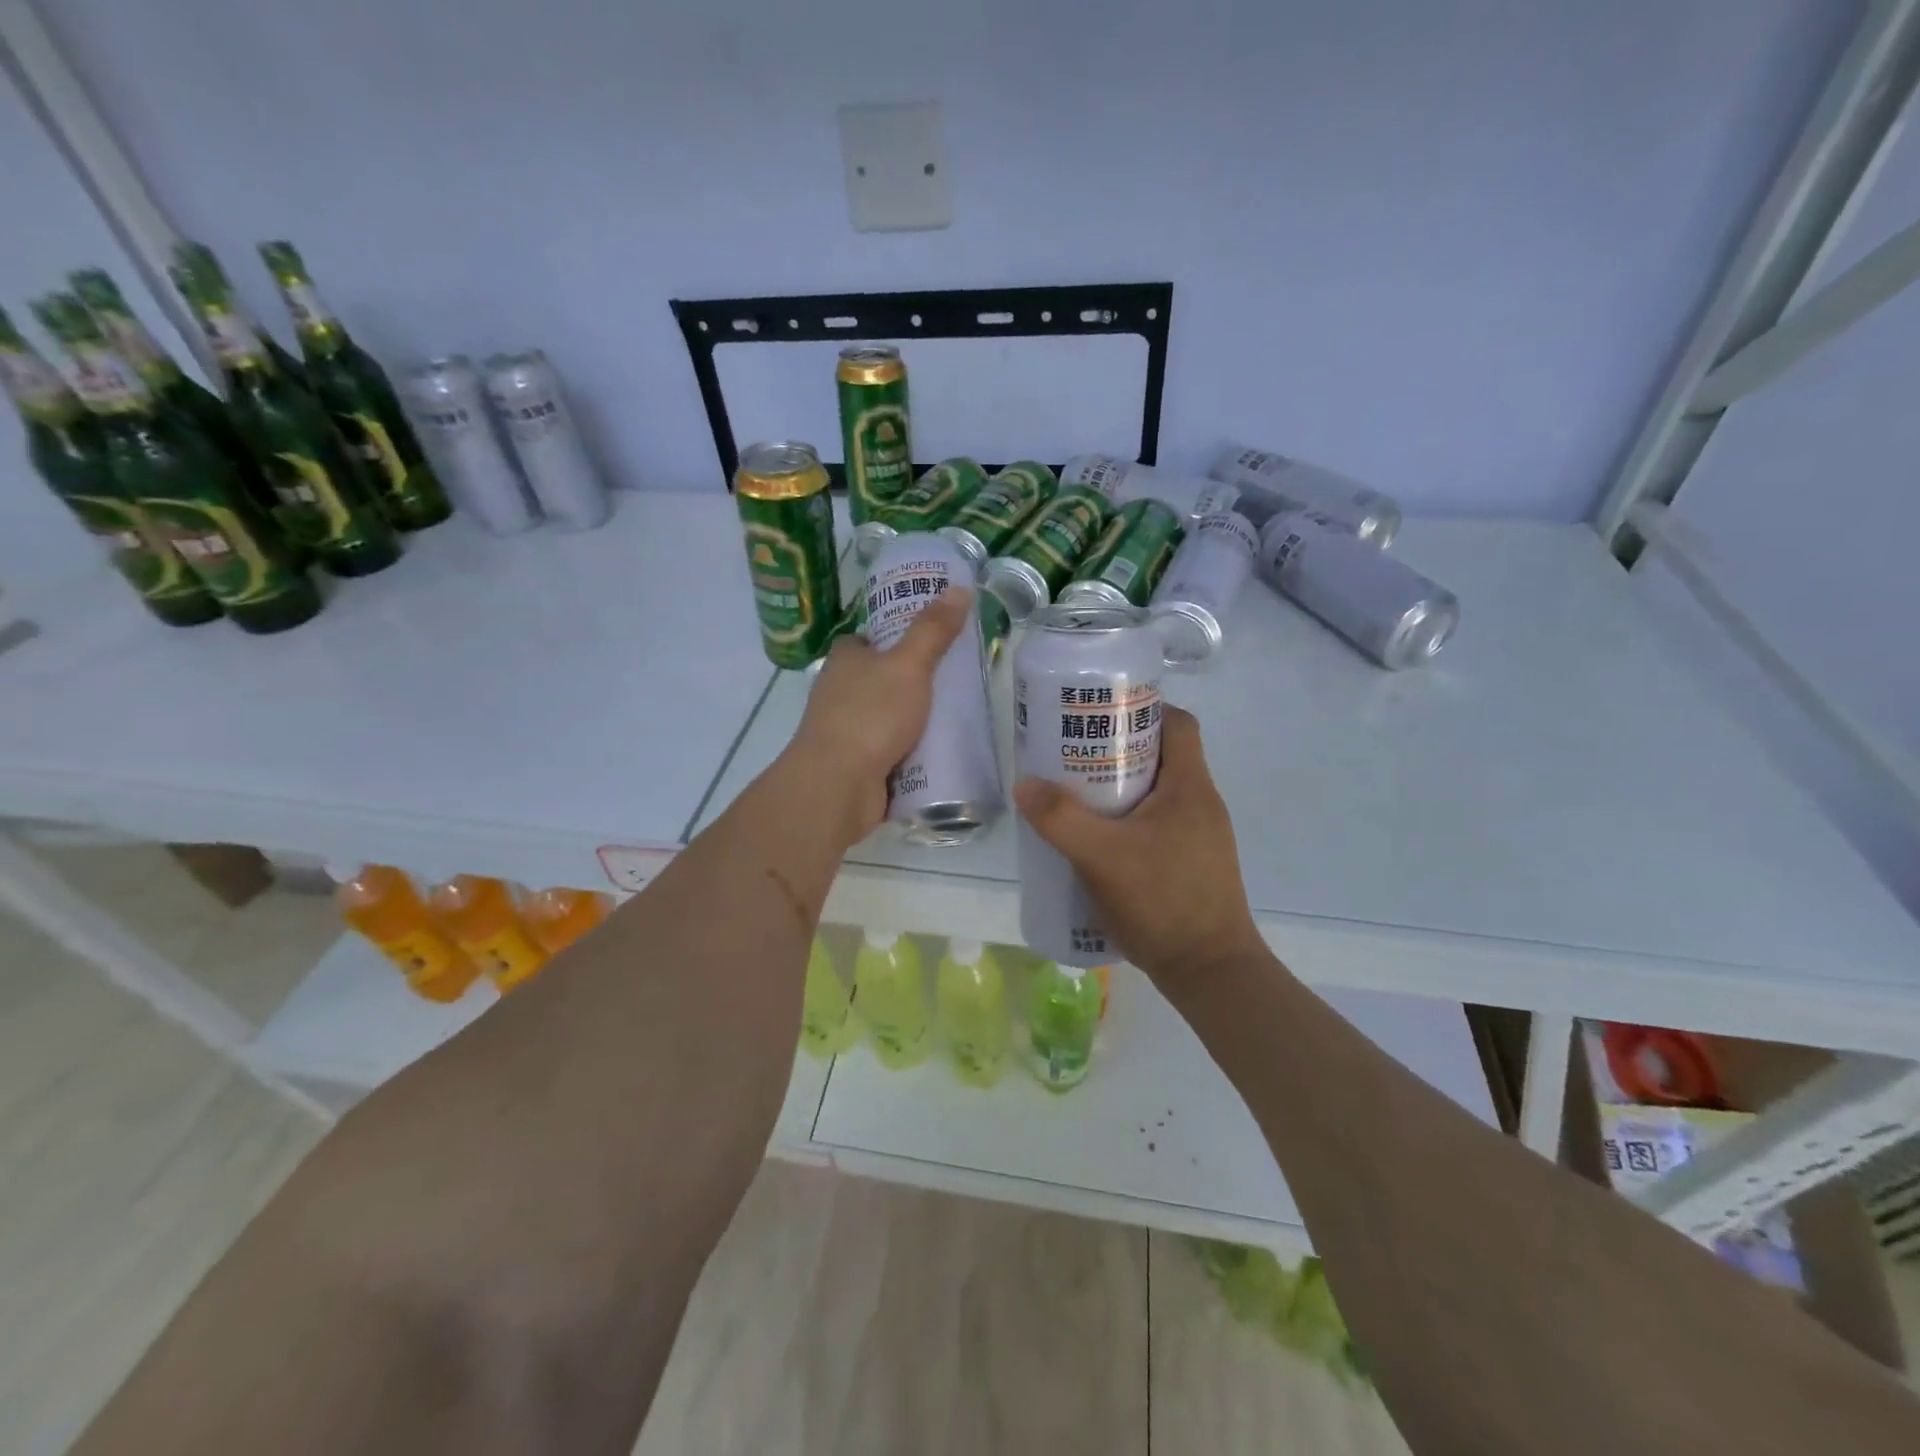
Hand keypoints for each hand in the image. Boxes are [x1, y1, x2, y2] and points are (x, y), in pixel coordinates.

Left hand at [783, 586, 972, 842]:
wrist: (838, 785)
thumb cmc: (871, 715)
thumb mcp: (909, 665)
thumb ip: (933, 630)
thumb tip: (959, 588)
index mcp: (844, 660)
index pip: (866, 640)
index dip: (893, 638)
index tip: (927, 642)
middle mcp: (838, 692)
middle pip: (878, 679)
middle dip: (910, 682)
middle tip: (953, 682)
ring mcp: (844, 731)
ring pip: (884, 717)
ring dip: (911, 720)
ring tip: (954, 718)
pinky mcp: (854, 765)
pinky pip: (887, 751)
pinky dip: (908, 752)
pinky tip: (937, 753)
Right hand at [1013, 705, 1265, 993]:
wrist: (1209, 972)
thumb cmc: (1163, 901)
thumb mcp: (1102, 857)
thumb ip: (1060, 819)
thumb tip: (1025, 783)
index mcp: (1190, 786)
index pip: (1177, 723)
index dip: (1141, 710)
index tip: (1100, 715)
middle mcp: (1200, 803)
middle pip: (1160, 756)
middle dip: (1116, 751)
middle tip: (1073, 757)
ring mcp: (1198, 836)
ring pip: (1155, 793)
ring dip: (1118, 790)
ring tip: (1075, 797)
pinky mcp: (1190, 863)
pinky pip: (1155, 824)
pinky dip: (1126, 822)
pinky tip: (1095, 842)